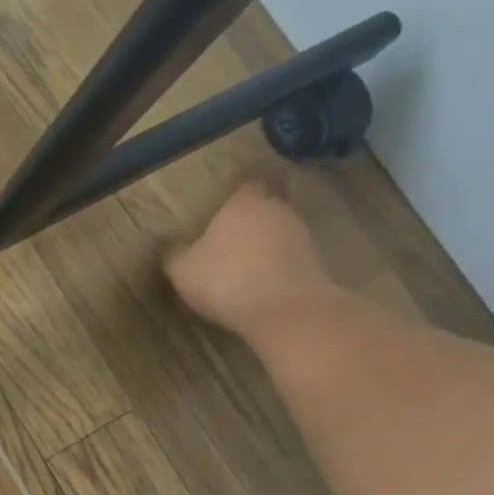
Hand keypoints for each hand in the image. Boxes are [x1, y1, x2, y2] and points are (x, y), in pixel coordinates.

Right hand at [165, 178, 334, 335]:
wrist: (287, 311)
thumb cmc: (226, 279)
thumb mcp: (183, 270)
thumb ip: (177, 254)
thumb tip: (174, 248)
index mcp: (243, 204)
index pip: (247, 183)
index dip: (239, 191)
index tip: (229, 199)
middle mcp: (277, 212)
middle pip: (269, 205)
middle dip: (255, 216)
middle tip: (236, 230)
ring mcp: (303, 237)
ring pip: (283, 232)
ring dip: (269, 243)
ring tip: (249, 260)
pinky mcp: (319, 265)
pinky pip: (293, 258)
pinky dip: (281, 266)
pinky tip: (265, 282)